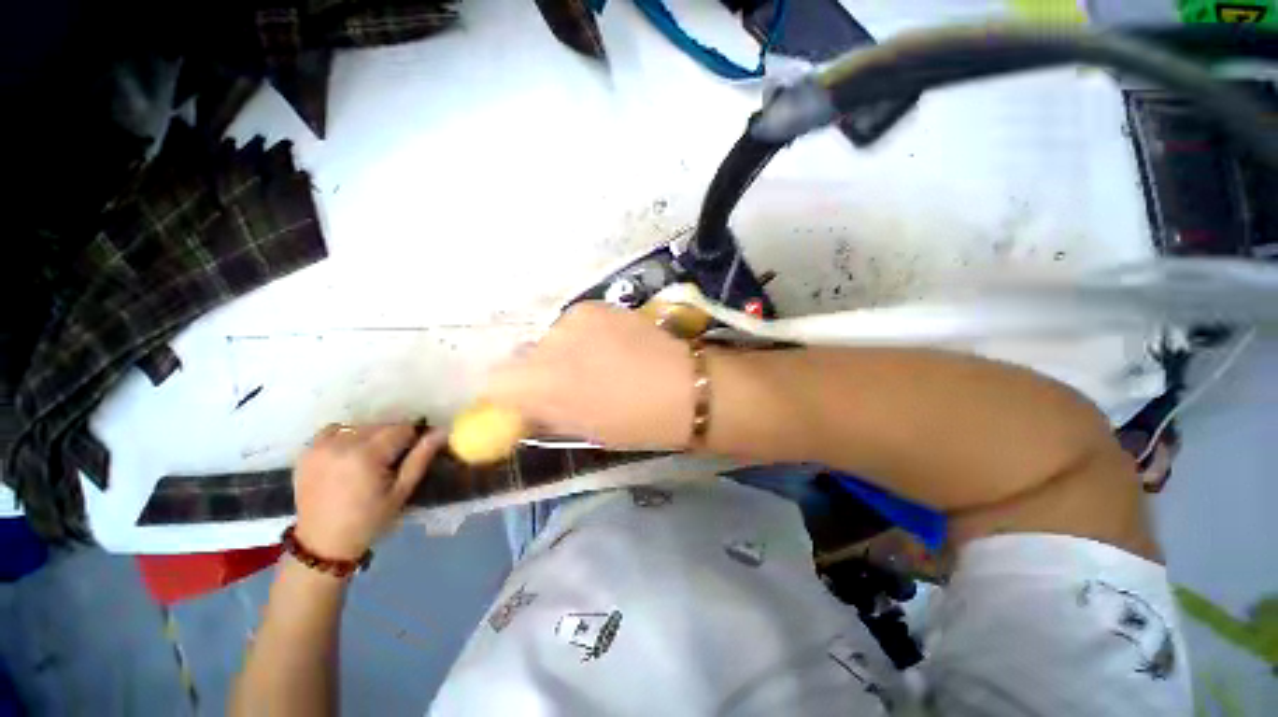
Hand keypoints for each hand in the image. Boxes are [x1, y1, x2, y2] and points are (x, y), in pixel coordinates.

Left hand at [293, 422, 445, 559]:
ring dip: (372, 435)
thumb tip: (442, 431)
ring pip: (360, 426)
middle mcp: (342, 444)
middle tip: (395, 458)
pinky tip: (351, 452)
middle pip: (381, 425)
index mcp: (367, 455)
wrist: (322, 544)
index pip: (402, 428)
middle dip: (394, 436)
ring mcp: (321, 447)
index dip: (414, 437)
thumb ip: (421, 458)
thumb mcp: (402, 491)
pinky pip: (335, 430)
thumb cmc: (369, 520)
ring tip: (373, 457)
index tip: (416, 450)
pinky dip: (348, 434)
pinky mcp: (308, 451)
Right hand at [483, 302, 696, 448]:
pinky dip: (582, 336)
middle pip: (522, 356)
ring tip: (597, 364)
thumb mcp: (583, 430)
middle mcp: (549, 343)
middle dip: (538, 372)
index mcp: (542, 382)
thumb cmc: (635, 422)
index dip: (508, 395)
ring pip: (550, 338)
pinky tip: (612, 346)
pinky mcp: (596, 305)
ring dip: (563, 352)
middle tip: (568, 385)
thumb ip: (544, 415)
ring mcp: (573, 318)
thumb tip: (524, 408)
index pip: (495, 381)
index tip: (526, 402)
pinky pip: (574, 324)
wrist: (685, 386)